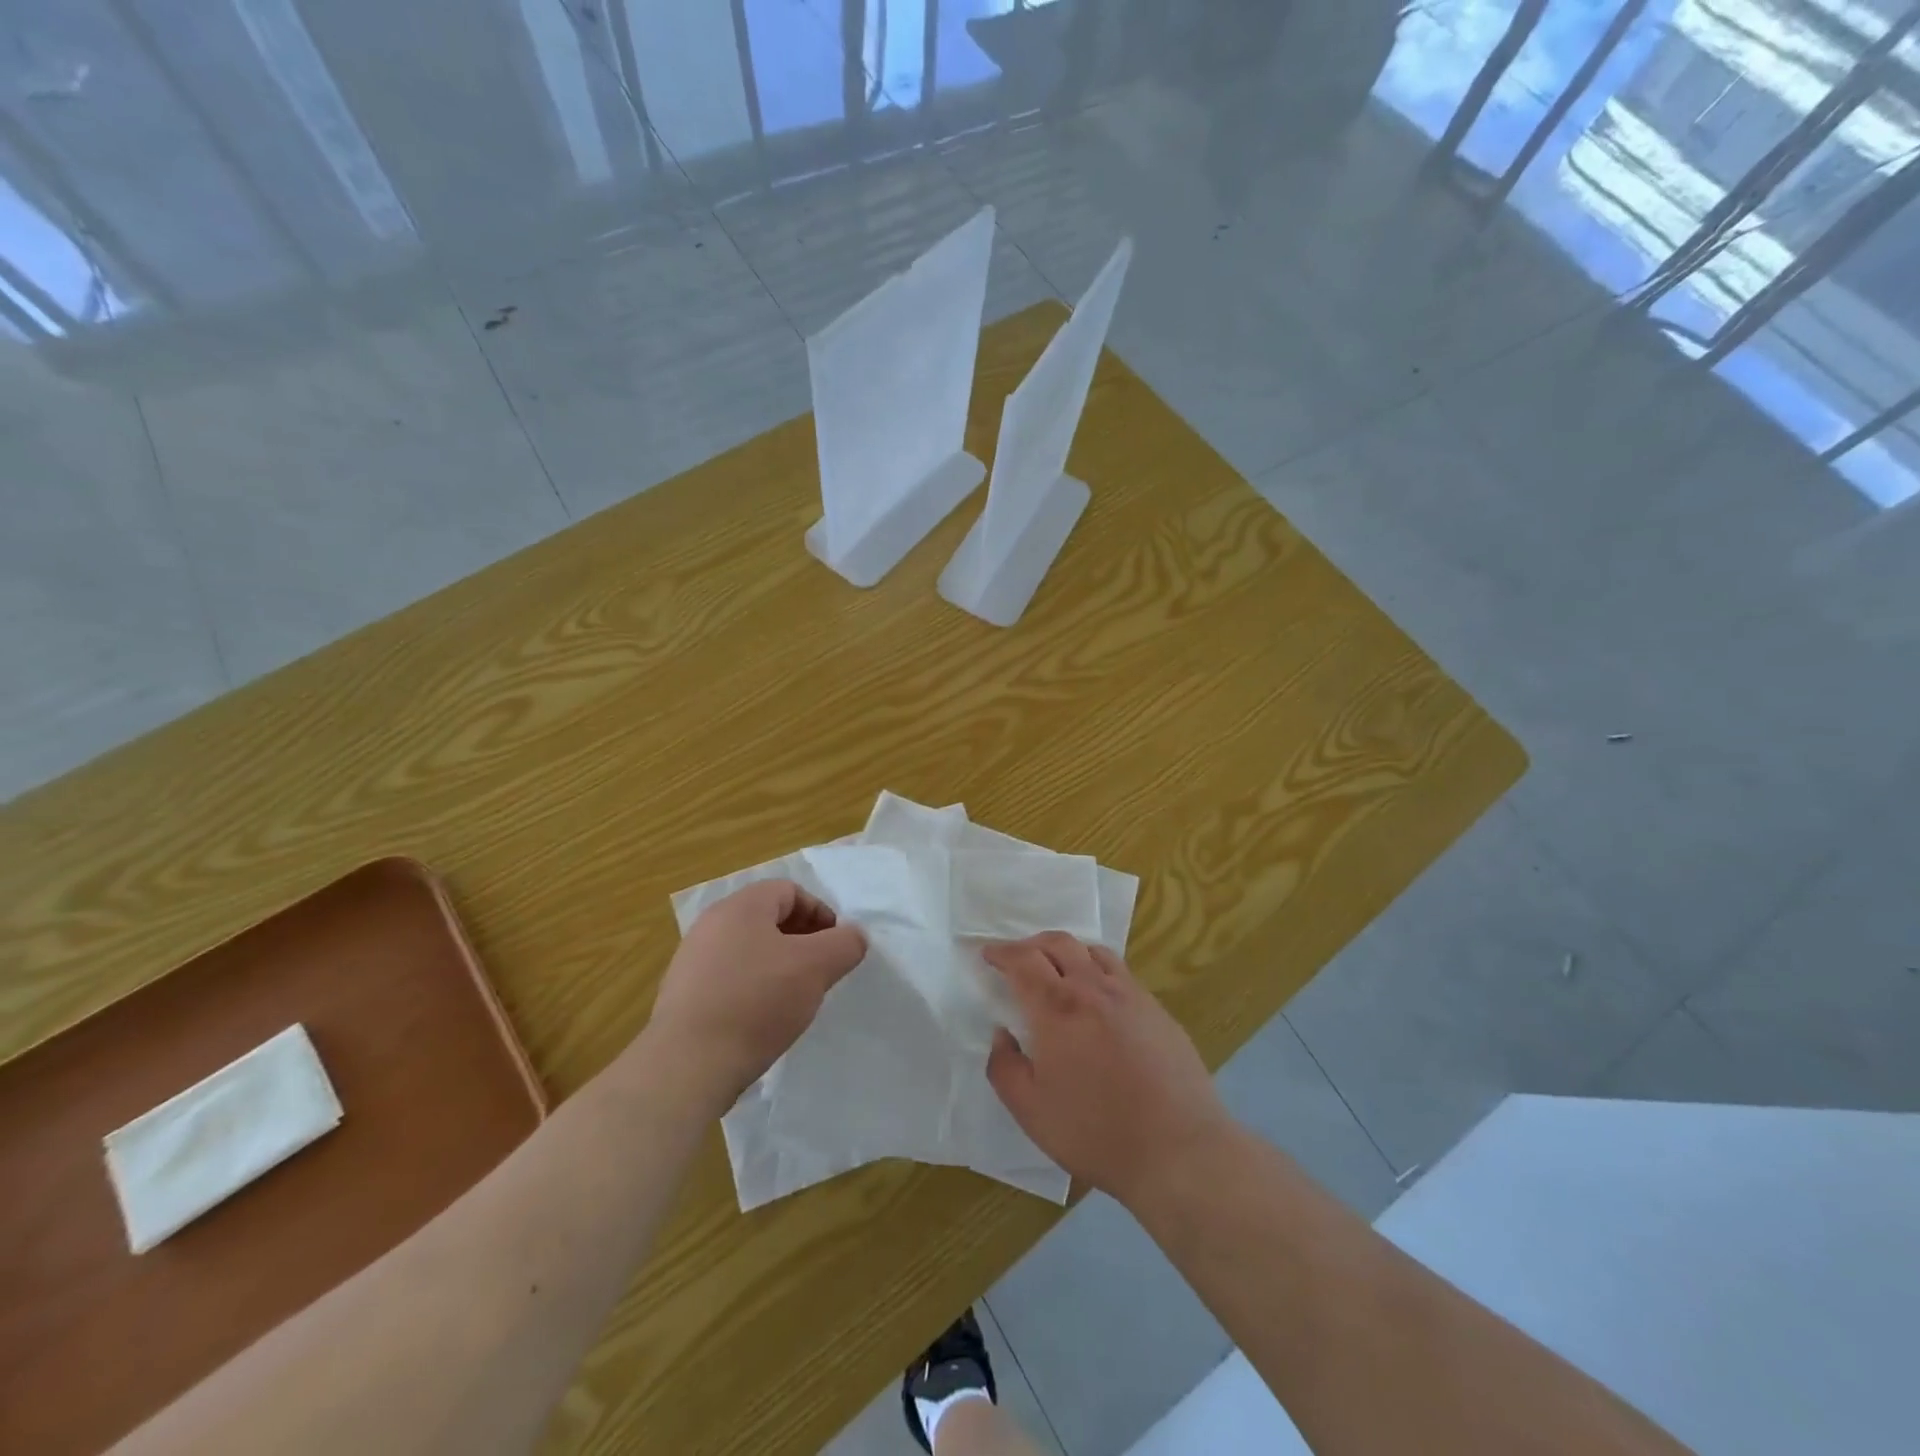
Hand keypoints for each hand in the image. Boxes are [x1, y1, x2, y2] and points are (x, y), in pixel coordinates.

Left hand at [647, 880, 865, 1113]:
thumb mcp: (816, 967)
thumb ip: (844, 944)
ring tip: (794, 998)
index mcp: (741, 906)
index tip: (836, 945)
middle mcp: (711, 924)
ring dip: (777, 965)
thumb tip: (854, 936)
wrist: (687, 1065)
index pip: (789, 891)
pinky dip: (752, 989)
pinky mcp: (683, 996)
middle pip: (767, 919)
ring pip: (748, 950)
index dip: (820, 913)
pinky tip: (762, 1020)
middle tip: (820, 970)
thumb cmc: (757, 1002)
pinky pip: (728, 979)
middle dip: (801, 940)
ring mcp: (691, 961)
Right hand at [985, 933, 1232, 1201]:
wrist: (1179, 1149)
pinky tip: (1098, 997)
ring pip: (1093, 951)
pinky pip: (1120, 972)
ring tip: (1057, 969)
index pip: (1023, 960)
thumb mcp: (1030, 1111)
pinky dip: (1097, 969)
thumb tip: (1003, 1034)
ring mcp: (1130, 995)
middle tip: (1017, 959)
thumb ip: (1004, 1067)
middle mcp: (1093, 988)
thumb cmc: (1095, 1132)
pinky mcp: (1157, 1010)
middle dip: (1031, 944)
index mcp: (1057, 1007)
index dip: (1002, 952)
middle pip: (1058, 943)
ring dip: (1067, 951)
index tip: (988, 954)